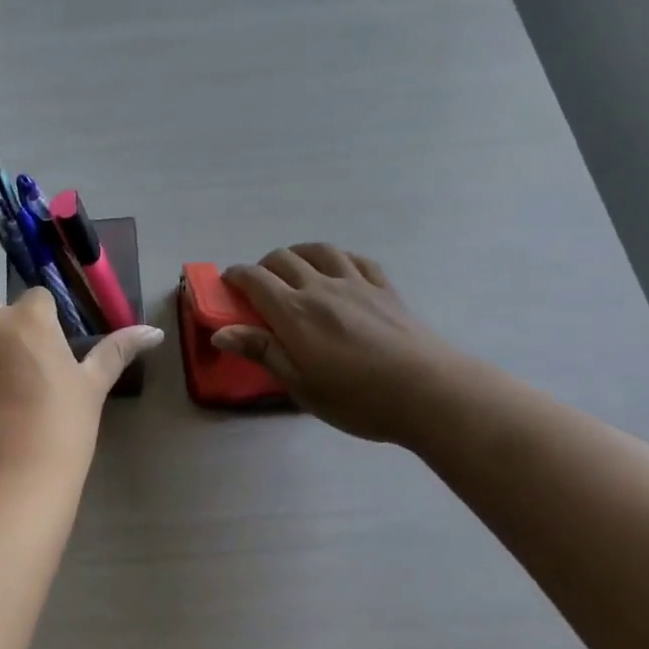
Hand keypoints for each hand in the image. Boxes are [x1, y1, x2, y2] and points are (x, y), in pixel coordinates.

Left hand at [0, 282, 163, 501]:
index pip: (35, 296)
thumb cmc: (60, 431)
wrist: (4, 489)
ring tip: (6, 393)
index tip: (54, 345)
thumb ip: (117, 352)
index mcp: (26, 321)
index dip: (45, 317)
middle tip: (14, 345)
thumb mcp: (92, 390)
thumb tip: (154, 331)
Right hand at [214, 244, 464, 448]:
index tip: (228, 284)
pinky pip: (356, 260)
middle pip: (283, 258)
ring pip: (319, 251)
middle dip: (263, 266)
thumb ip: (262, 352)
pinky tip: (338, 269)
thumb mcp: (300, 384)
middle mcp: (321, 288)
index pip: (255, 279)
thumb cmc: (357, 398)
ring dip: (299, 254)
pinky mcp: (385, 288)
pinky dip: (338, 258)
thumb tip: (220, 333)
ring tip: (295, 269)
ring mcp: (356, 284)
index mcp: (294, 312)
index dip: (236, 276)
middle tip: (260, 287)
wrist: (428, 392)